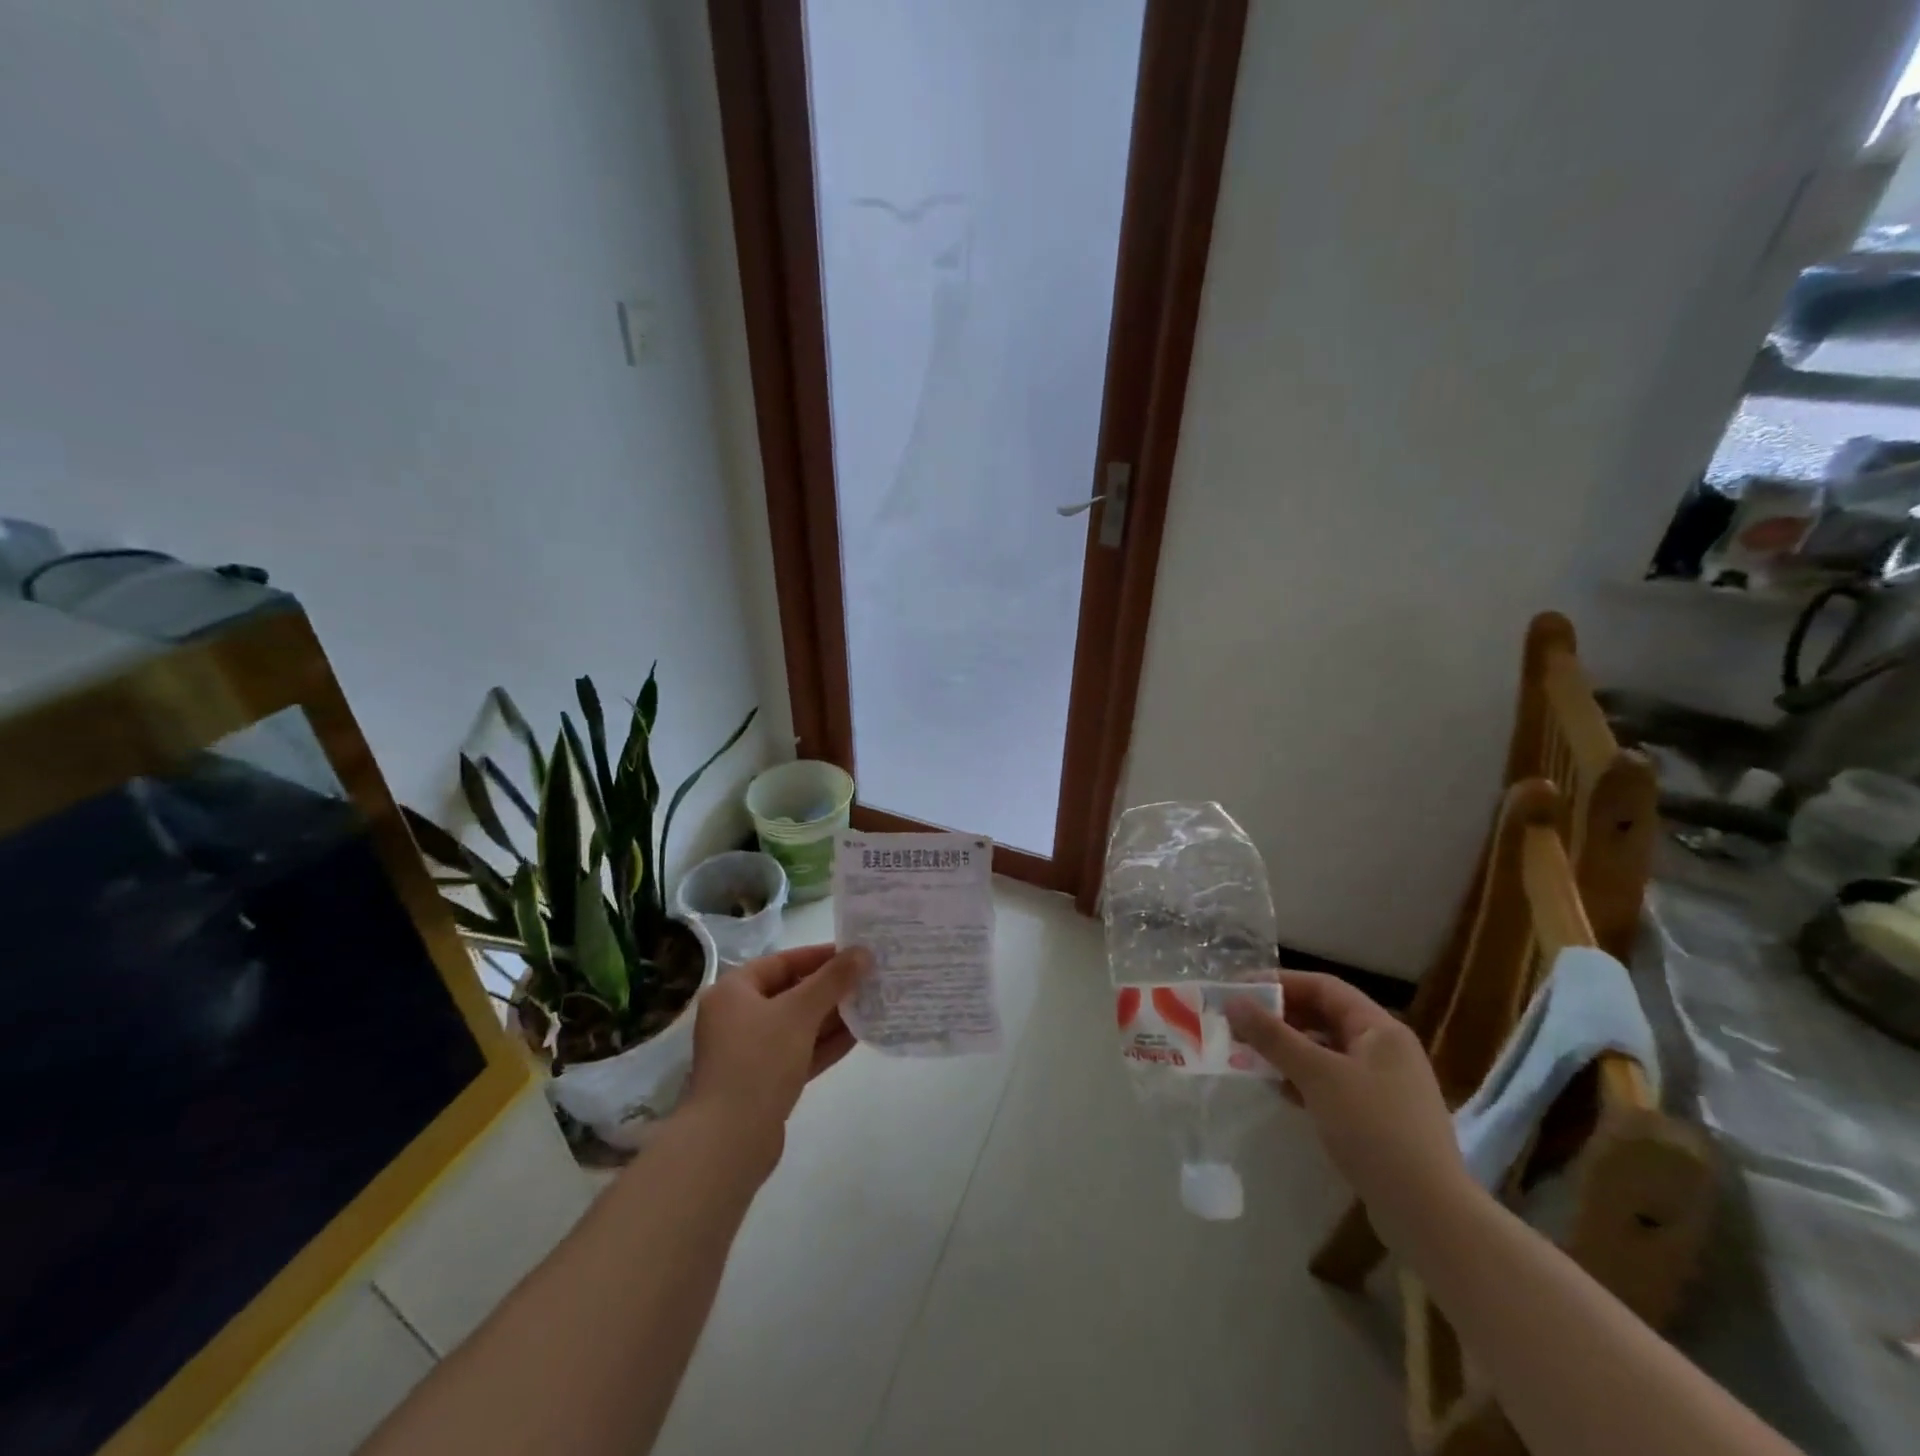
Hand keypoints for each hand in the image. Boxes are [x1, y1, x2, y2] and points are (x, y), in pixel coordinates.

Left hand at [683, 943, 869, 1163]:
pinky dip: (825, 1043)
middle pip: (790, 992)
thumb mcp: (800, 1012)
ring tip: (871, 1004)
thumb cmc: (759, 1061)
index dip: (819, 956)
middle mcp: (737, 1017)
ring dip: (832, 1016)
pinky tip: (859, 1035)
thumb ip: (833, 980)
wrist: (729, 1141)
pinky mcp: (764, 1081)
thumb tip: (864, 952)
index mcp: (733, 991)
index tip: (855, 955)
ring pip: (797, 1024)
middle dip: (830, 988)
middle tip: (868, 980)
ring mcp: (750, 1052)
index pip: (782, 961)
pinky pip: (799, 1052)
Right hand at [1226, 971, 1470, 1247]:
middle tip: (1238, 1025)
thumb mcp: (1318, 1076)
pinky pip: (1331, 1081)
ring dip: (1287, 1049)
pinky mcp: (1377, 1116)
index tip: (1239, 991)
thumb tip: (1234, 1001)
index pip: (1324, 987)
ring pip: (1326, 1051)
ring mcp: (1384, 1085)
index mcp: (1380, 1029)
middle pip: (1324, 1017)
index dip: (1280, 983)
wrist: (1429, 1214)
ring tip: (1249, 1056)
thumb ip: (1274, 1036)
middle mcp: (1385, 1049)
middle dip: (1279, 1018)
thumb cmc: (1374, 1130)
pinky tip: (1279, 1090)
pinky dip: (1303, 1078)